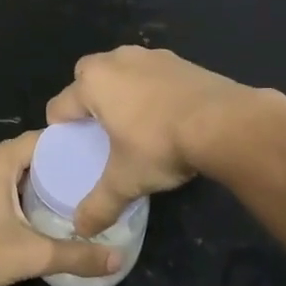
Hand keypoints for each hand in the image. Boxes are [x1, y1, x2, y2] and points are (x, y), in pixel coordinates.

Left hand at [0, 132, 120, 285]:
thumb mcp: (35, 254)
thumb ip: (77, 256)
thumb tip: (117, 260)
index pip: (37, 139)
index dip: (61, 146)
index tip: (84, 157)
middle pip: (16, 152)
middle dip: (42, 163)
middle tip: (70, 178)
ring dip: (17, 175)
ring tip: (44, 192)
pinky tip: (8, 208)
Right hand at [46, 45, 263, 235]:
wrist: (225, 123)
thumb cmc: (160, 145)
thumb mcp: (125, 181)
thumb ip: (99, 205)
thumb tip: (80, 229)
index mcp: (93, 83)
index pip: (59, 105)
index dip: (61, 129)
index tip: (73, 147)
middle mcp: (116, 60)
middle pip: (87, 77)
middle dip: (88, 100)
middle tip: (101, 131)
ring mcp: (151, 56)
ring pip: (122, 70)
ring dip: (122, 91)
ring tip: (135, 122)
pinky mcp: (181, 60)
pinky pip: (153, 73)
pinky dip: (152, 90)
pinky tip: (166, 115)